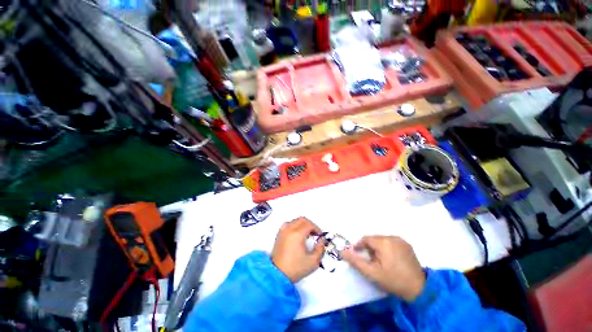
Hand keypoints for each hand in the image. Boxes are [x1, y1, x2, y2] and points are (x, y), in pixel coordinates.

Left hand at [271, 217, 324, 282]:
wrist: (278, 274)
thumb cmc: (296, 268)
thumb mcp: (313, 261)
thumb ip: (320, 248)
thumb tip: (322, 239)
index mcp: (297, 234)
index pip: (309, 225)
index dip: (316, 228)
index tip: (320, 236)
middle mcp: (289, 229)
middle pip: (302, 219)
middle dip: (310, 224)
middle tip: (315, 233)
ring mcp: (283, 230)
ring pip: (295, 220)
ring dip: (302, 224)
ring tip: (307, 233)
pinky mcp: (279, 234)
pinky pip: (288, 224)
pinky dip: (295, 225)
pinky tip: (297, 234)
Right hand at [342, 236, 424, 301]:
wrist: (419, 289)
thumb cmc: (393, 280)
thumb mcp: (372, 273)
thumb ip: (356, 261)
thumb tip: (342, 251)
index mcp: (383, 242)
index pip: (366, 239)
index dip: (359, 246)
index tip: (357, 254)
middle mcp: (392, 237)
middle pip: (374, 238)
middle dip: (369, 247)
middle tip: (369, 260)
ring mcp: (401, 240)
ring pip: (382, 239)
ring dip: (377, 247)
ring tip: (379, 260)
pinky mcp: (407, 244)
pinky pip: (391, 241)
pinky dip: (386, 247)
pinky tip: (389, 258)